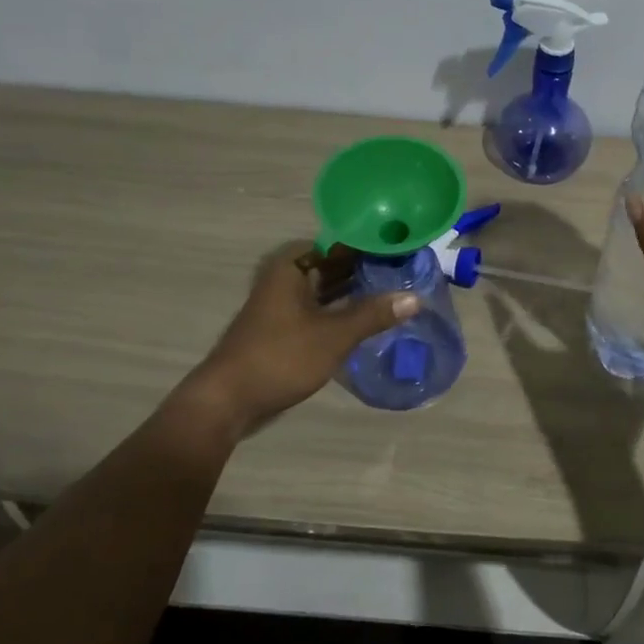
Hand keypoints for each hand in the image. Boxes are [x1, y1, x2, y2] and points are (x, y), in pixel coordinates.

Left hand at [183, 245, 417, 436]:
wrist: (228, 401)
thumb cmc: (280, 358)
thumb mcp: (334, 335)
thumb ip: (373, 314)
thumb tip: (415, 298)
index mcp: (292, 266)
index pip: (340, 242)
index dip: (371, 243)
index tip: (404, 247)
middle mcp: (286, 277)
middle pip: (334, 264)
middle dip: (368, 268)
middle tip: (409, 270)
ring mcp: (284, 304)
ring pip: (328, 288)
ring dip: (357, 291)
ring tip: (397, 291)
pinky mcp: (285, 328)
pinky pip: (321, 309)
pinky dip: (343, 310)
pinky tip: (370, 318)